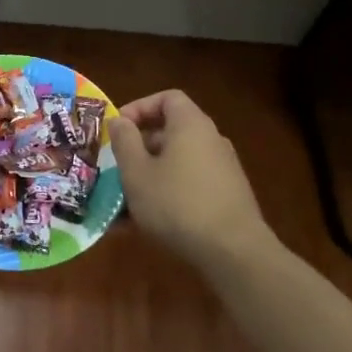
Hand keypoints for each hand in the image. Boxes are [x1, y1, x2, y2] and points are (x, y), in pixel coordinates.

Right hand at [109, 89, 268, 269]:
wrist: (234, 253)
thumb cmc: (177, 204)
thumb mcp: (137, 172)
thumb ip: (124, 141)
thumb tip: (119, 121)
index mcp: (191, 125)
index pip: (167, 98)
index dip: (139, 108)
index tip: (118, 129)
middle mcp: (211, 140)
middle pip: (170, 132)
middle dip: (139, 149)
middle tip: (117, 169)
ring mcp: (222, 170)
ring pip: (176, 164)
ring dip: (149, 177)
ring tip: (123, 205)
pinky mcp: (226, 197)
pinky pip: (189, 186)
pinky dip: (167, 195)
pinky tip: (145, 225)